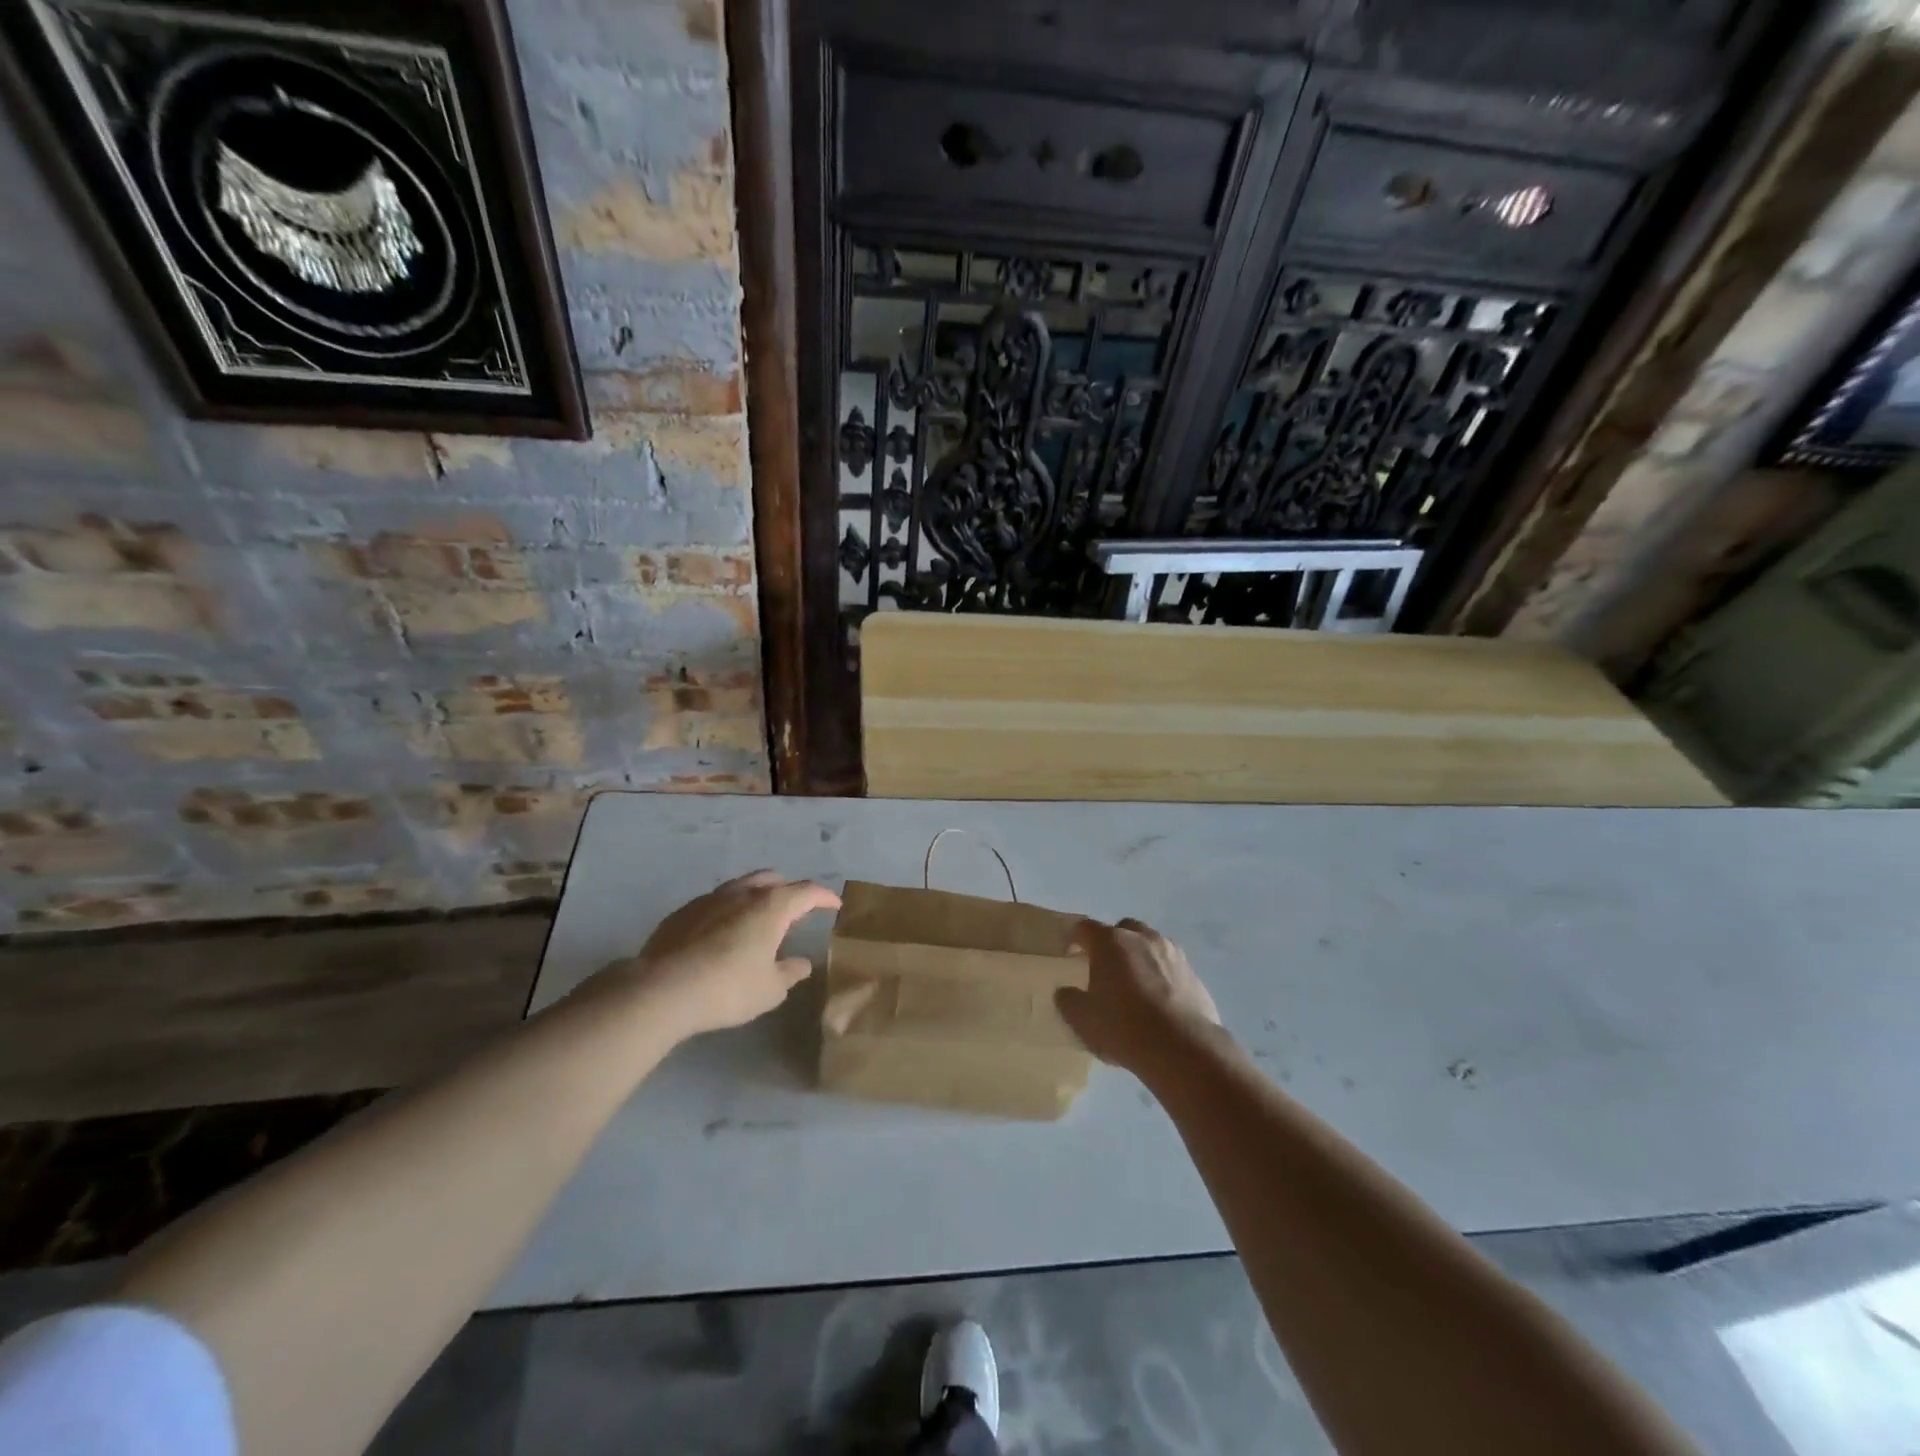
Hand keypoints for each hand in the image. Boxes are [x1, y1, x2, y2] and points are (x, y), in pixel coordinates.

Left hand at [612, 870, 840, 1039]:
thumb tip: (801, 964)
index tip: (834, 905)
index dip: (824, 897)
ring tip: (758, 921)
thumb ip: (790, 973)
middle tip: (795, 911)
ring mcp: (709, 899)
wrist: (661, 990)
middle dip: (788, 891)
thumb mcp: (770, 989)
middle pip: (772, 880)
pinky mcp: (682, 912)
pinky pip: (715, 903)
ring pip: (741, 886)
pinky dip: (728, 911)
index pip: (807, 892)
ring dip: (756, 898)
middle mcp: (742, 893)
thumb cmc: (728, 988)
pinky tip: (722, 935)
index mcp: (771, 906)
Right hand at [1055, 917, 1220, 1072]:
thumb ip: (1068, 1000)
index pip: (1085, 928)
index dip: (1075, 939)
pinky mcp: (1194, 974)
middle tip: (1106, 969)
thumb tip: (1066, 991)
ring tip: (1135, 985)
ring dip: (1140, 957)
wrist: (1182, 1048)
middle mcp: (1142, 938)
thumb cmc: (1123, 1026)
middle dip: (1112, 944)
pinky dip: (1162, 976)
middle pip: (1122, 929)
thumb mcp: (1082, 1019)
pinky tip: (1159, 1002)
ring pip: (1150, 945)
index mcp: (1110, 942)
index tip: (1071, 954)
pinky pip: (1170, 967)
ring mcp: (1172, 953)